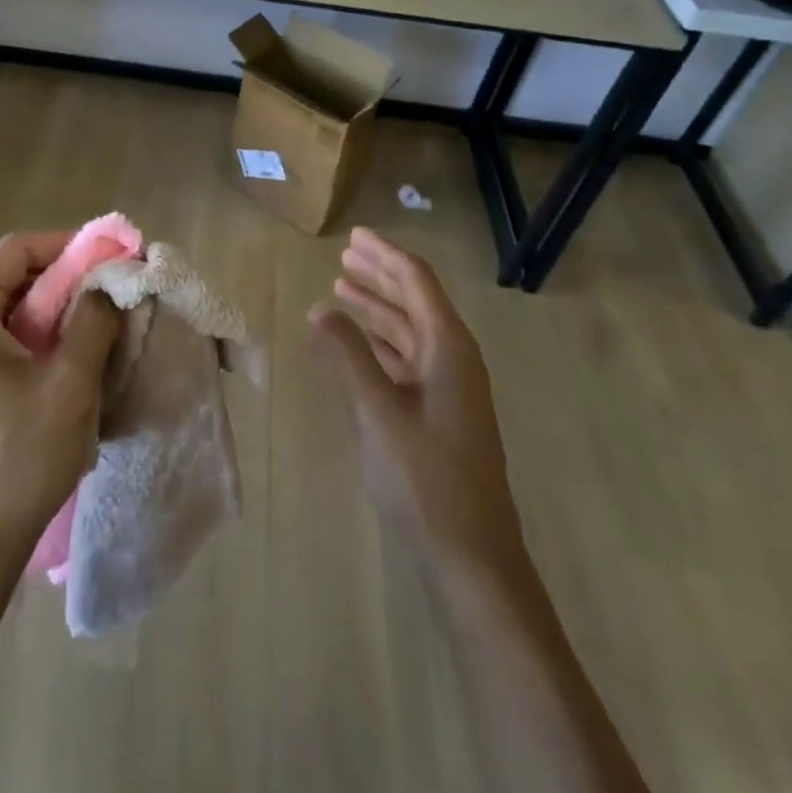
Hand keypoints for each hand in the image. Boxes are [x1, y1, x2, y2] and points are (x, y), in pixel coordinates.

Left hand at [0, 232, 122, 570]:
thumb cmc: (19, 457)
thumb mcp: (70, 384)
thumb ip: (93, 321)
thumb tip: (109, 283)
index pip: (18, 248)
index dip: (68, 245)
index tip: (112, 259)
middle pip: (15, 275)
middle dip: (68, 277)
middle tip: (114, 291)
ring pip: (15, 307)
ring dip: (60, 308)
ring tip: (103, 323)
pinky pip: (8, 337)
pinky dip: (44, 335)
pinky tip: (76, 358)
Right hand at [312, 228, 518, 573]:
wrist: (471, 555)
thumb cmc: (425, 477)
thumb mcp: (379, 411)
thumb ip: (349, 355)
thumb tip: (320, 308)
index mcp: (449, 348)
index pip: (417, 282)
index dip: (385, 255)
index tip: (353, 236)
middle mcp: (454, 358)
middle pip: (415, 300)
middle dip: (380, 276)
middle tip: (343, 256)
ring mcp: (449, 387)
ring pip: (410, 330)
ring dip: (377, 308)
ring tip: (341, 289)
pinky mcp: (439, 412)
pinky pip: (407, 359)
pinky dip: (380, 343)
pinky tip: (356, 341)